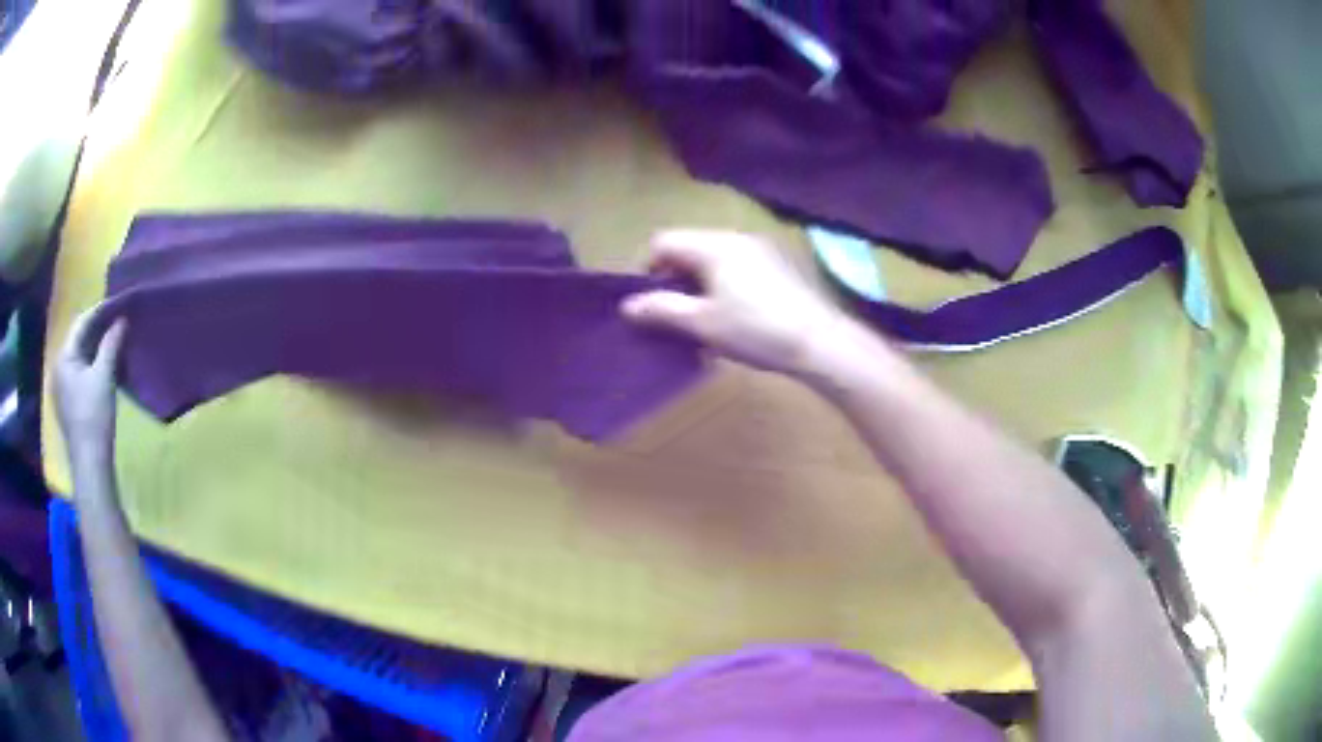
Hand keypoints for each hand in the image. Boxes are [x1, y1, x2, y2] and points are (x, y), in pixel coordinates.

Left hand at [55, 310, 125, 469]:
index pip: (81, 323)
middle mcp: (59, 368)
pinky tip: (104, 368)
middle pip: (79, 340)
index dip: (99, 311)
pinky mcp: (68, 404)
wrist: (90, 463)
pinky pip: (80, 374)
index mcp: (64, 357)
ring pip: (80, 358)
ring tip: (113, 343)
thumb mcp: (104, 377)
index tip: (117, 304)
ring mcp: (62, 388)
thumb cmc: (94, 416)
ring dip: (96, 348)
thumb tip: (121, 320)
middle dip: (97, 330)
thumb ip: (111, 345)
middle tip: (117, 322)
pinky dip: (92, 365)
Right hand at [622, 229, 849, 375]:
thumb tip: (627, 306)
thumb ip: (662, 310)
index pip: (664, 241)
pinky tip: (734, 319)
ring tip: (703, 322)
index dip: (647, 269)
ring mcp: (762, 249)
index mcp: (713, 245)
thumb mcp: (702, 323)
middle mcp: (737, 237)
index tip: (649, 302)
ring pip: (715, 260)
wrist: (820, 342)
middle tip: (674, 316)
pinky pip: (739, 268)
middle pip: (690, 249)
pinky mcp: (781, 266)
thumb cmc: (755, 330)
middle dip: (675, 280)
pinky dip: (726, 286)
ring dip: (700, 286)